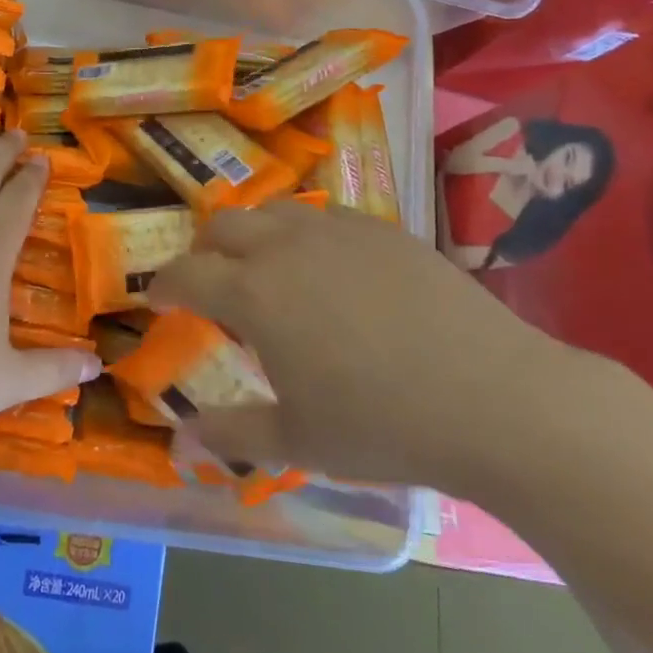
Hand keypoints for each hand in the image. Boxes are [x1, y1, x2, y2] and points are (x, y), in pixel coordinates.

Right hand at [148, 201, 579, 496]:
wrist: (494, 398)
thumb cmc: (383, 425)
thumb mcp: (298, 442)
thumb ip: (232, 435)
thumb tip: (180, 439)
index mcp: (253, 293)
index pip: (186, 273)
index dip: (164, 285)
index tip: (158, 299)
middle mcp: (285, 246)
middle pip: (223, 226)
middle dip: (203, 250)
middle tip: (208, 282)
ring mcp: (337, 230)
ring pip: (274, 210)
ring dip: (252, 234)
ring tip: (265, 268)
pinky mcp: (383, 228)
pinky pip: (325, 215)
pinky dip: (304, 233)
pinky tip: (327, 267)